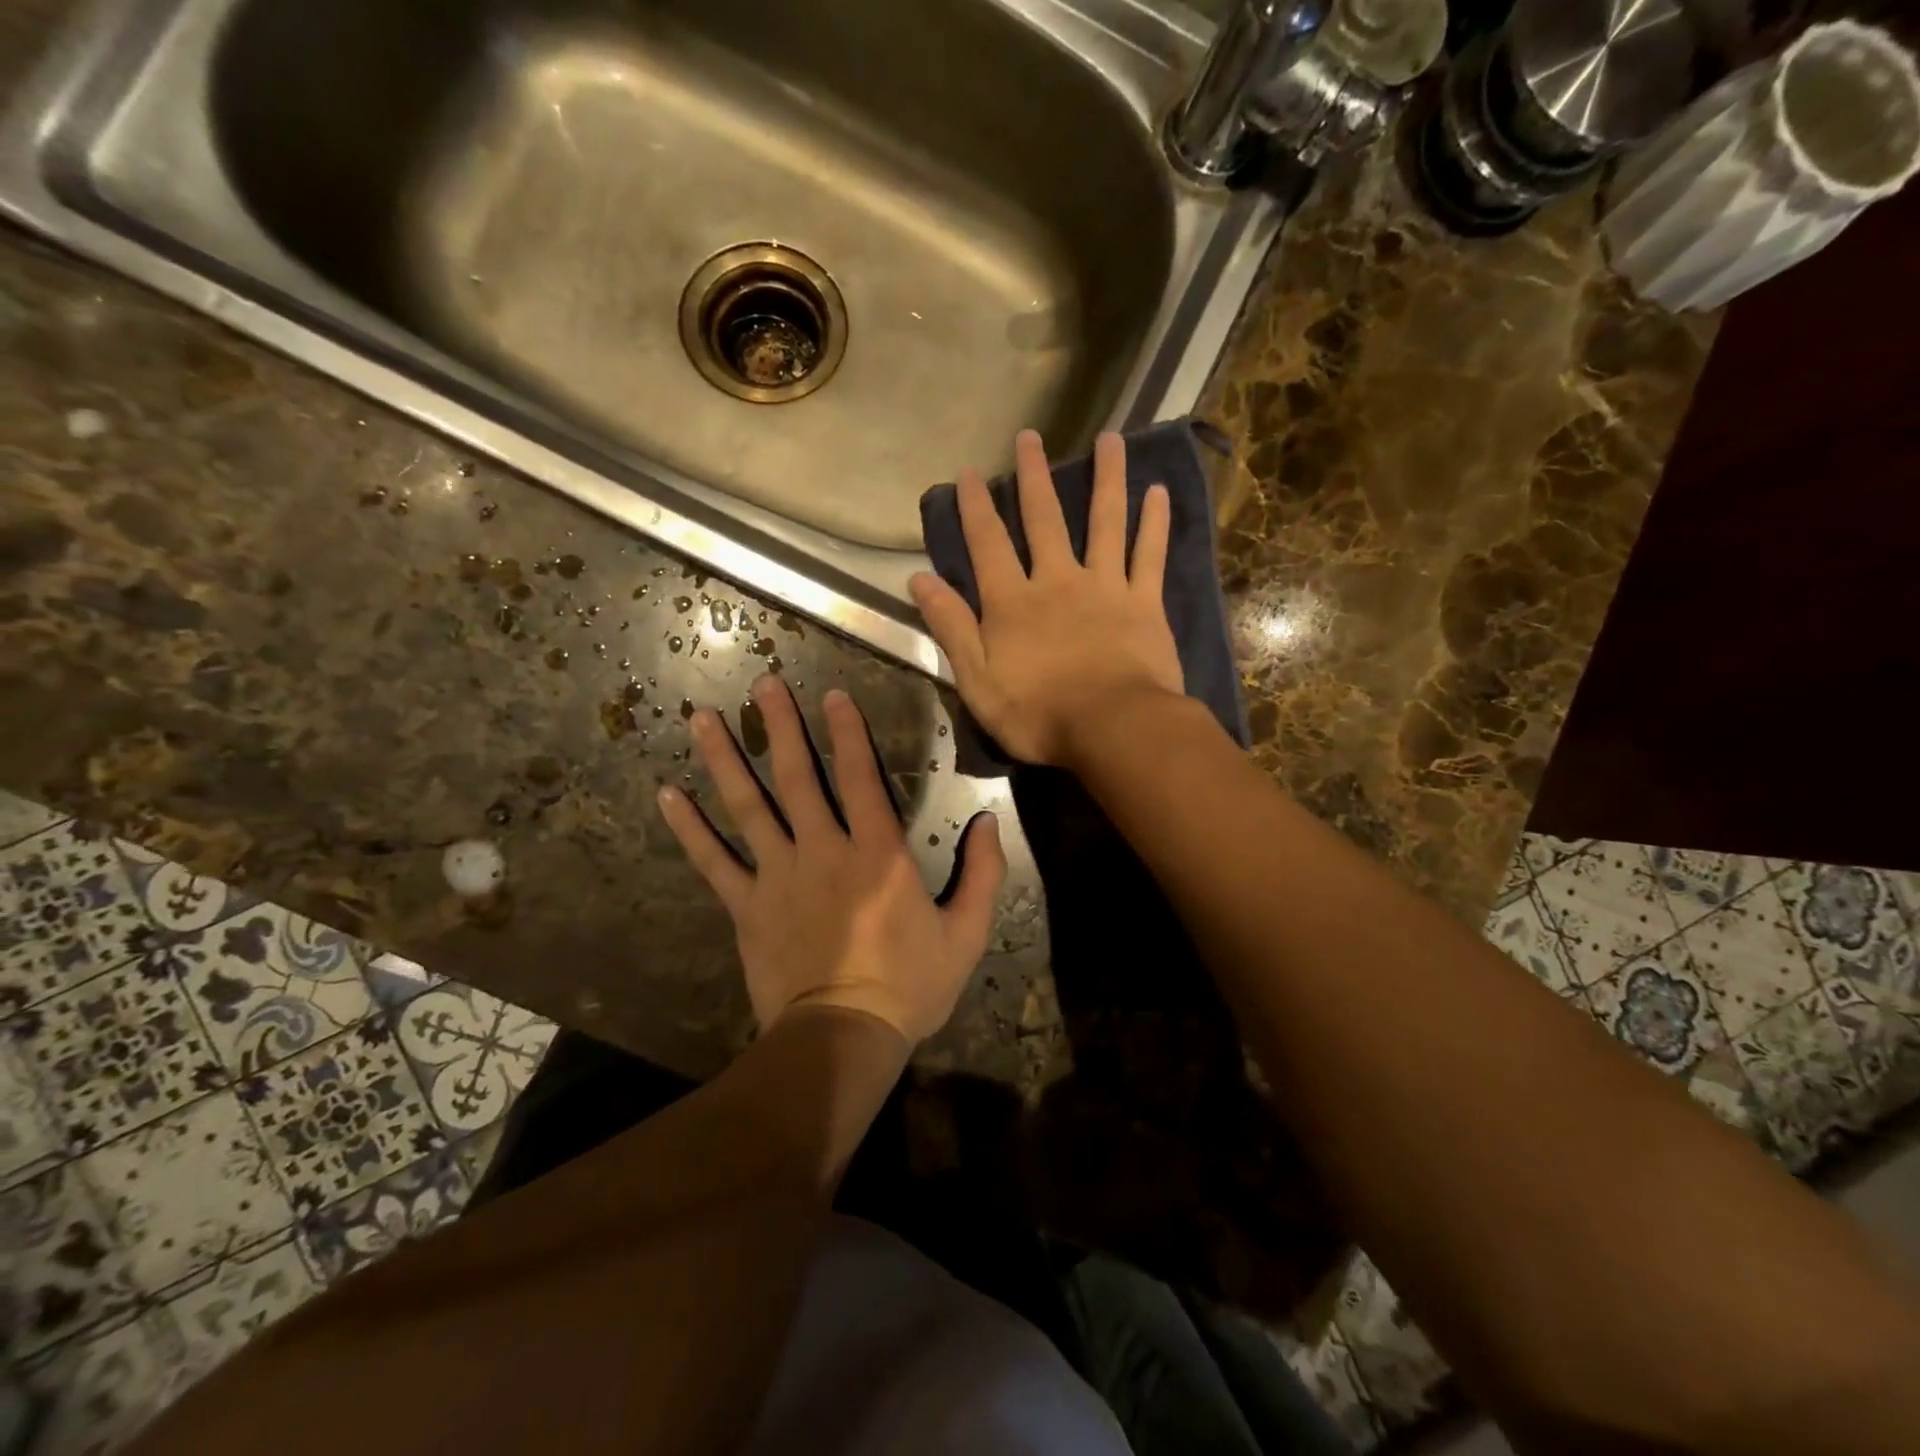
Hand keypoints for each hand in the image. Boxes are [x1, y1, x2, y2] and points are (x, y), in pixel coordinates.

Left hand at [657, 676, 1004, 1043]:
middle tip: (762, 683)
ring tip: (702, 718)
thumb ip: (982, 873)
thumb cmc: (910, 985)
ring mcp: (777, 876)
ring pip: (747, 807)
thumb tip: (988, 821)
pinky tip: (666, 795)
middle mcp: (822, 850)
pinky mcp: (746, 907)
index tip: (832, 695)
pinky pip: (713, 862)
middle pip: (795, 776)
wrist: (844, 1037)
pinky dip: (689, 829)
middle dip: (778, 725)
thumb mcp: (966, 933)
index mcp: (877, 854)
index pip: (859, 777)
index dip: (847, 732)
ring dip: (723, 759)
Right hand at [910, 429, 1182, 767]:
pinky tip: (1157, 491)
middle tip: (1031, 437)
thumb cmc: (1038, 714)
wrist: (1112, 729)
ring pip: (1105, 522)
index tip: (969, 472)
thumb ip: (951, 628)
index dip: (975, 507)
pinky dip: (1154, 522)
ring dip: (1105, 479)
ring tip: (1110, 439)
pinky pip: (1149, 555)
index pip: (988, 544)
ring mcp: (1105, 587)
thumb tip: (919, 579)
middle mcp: (1058, 581)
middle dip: (1034, 477)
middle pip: (1044, 520)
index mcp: (1013, 602)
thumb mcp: (977, 681)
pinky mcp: (1144, 603)